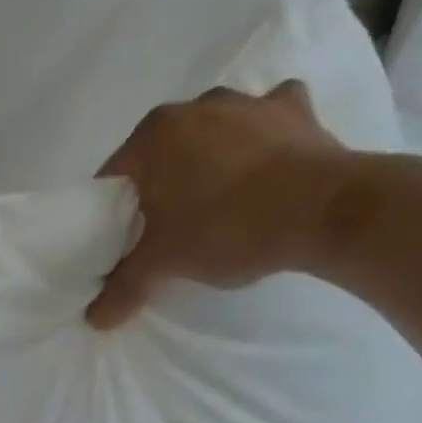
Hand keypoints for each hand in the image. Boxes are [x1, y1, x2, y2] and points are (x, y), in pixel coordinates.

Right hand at [85, 80, 351, 328]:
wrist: (327, 212)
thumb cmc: (226, 228)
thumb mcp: (164, 264)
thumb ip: (123, 287)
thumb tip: (94, 320)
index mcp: (153, 135)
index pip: (113, 178)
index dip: (111, 213)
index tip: (122, 240)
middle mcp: (196, 106)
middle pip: (160, 154)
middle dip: (159, 185)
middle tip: (165, 228)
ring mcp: (249, 102)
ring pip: (211, 134)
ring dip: (209, 160)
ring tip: (216, 202)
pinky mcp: (296, 110)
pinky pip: (266, 120)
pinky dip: (261, 138)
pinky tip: (265, 164)